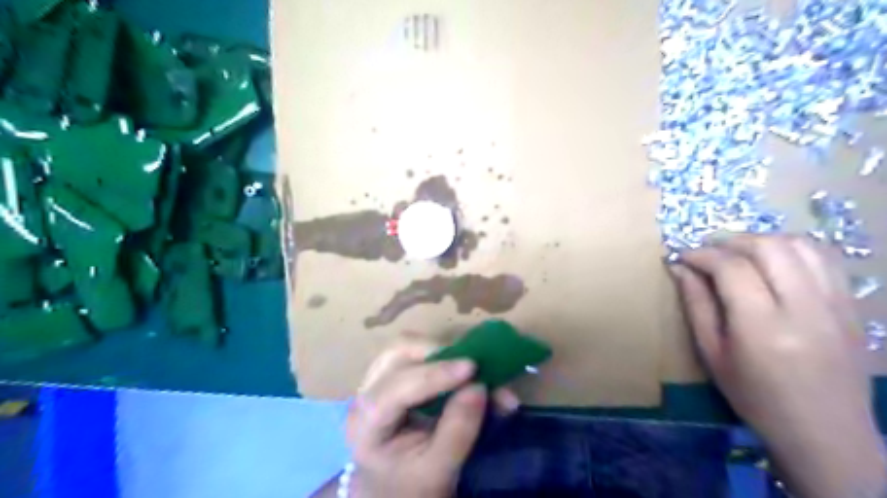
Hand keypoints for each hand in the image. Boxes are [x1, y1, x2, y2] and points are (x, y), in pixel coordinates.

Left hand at [340, 340, 520, 496]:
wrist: (393, 494)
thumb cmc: (411, 488)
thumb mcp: (438, 472)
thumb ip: (459, 431)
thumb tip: (479, 387)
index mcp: (367, 423)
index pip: (398, 386)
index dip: (436, 373)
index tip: (472, 367)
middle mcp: (366, 394)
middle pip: (397, 353)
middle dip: (437, 353)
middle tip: (472, 367)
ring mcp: (376, 382)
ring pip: (406, 347)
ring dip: (440, 352)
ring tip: (469, 369)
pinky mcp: (391, 377)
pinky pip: (415, 354)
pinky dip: (441, 358)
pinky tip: (461, 371)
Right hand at [677, 236, 882, 497]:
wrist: (826, 432)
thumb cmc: (755, 397)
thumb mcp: (712, 354)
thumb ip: (696, 305)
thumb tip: (679, 268)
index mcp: (762, 326)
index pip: (731, 268)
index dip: (702, 254)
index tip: (683, 257)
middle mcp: (804, 308)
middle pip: (768, 247)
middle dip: (731, 241)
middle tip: (708, 252)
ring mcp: (836, 304)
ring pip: (800, 245)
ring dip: (762, 241)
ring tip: (739, 253)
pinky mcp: (852, 305)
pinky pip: (825, 258)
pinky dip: (793, 249)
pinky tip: (773, 261)